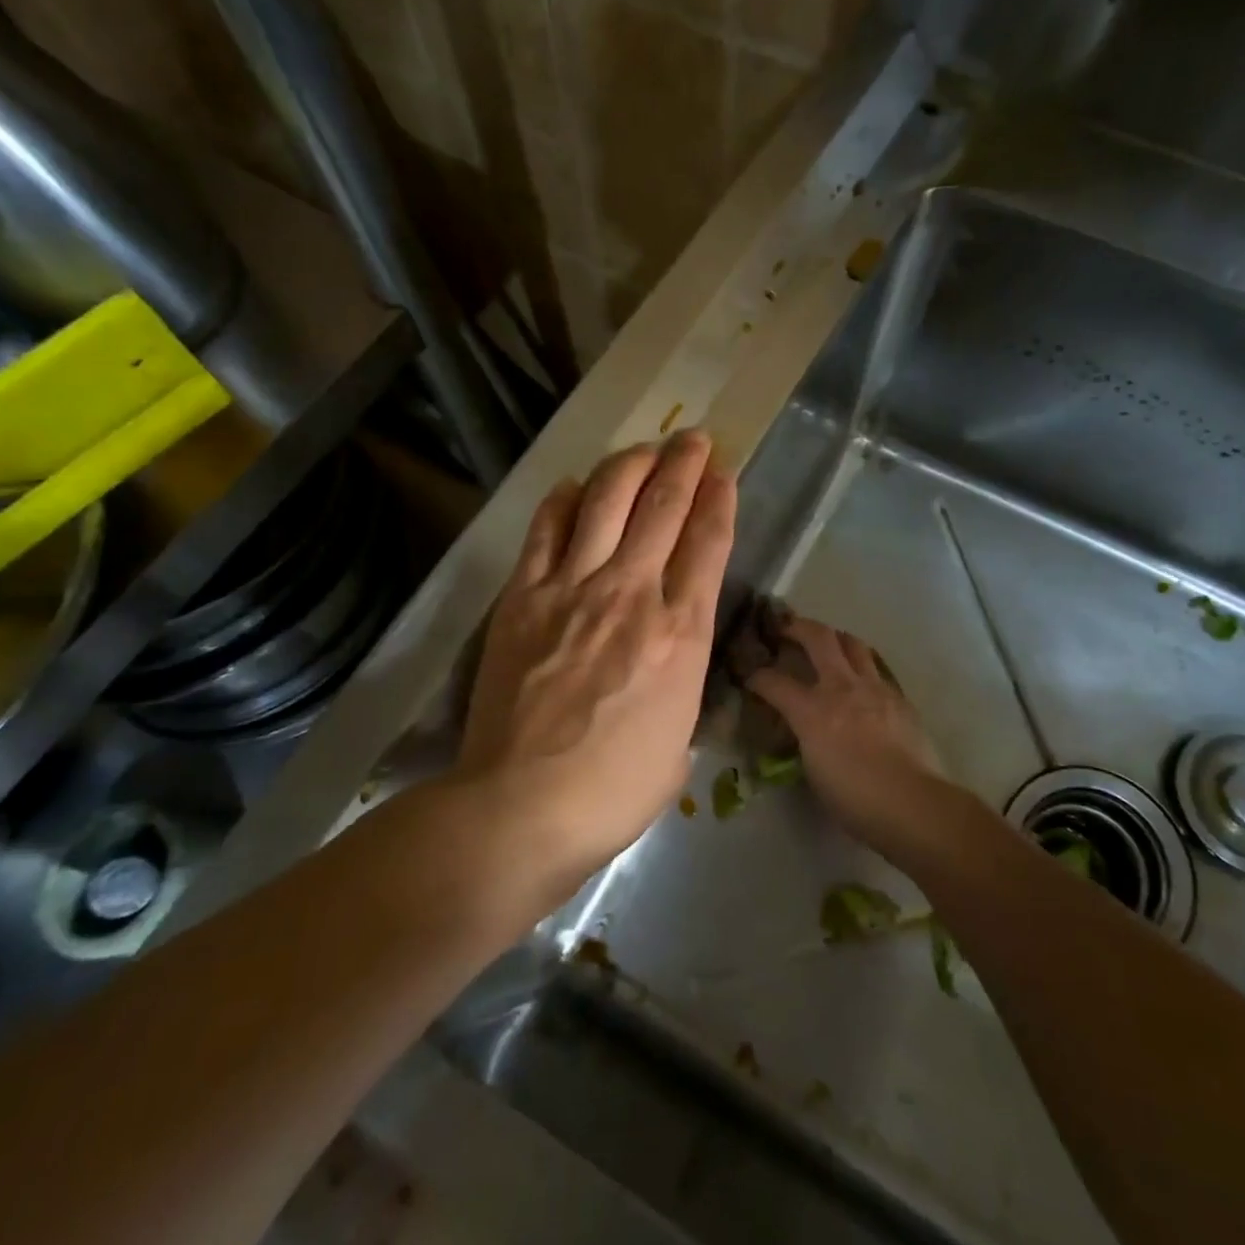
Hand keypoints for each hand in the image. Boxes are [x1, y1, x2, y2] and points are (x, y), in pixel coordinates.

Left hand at [457, 430, 736, 890]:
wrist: (522, 807)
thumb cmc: (614, 790)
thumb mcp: (678, 742)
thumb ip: (680, 689)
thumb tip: (669, 665)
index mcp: (682, 633)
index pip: (708, 544)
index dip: (718, 499)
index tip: (723, 473)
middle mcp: (633, 594)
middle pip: (663, 507)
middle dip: (684, 464)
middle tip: (693, 438)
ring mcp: (573, 589)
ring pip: (606, 501)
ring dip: (630, 464)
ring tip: (645, 447)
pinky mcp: (523, 597)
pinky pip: (547, 530)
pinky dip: (564, 500)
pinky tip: (576, 486)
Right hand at [744, 615, 949, 859]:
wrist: (912, 803)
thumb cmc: (854, 799)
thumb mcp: (813, 770)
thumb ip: (805, 739)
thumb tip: (804, 730)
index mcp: (812, 710)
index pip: (773, 682)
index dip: (756, 677)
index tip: (750, 677)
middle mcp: (842, 687)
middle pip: (818, 637)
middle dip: (797, 627)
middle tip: (787, 628)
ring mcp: (875, 688)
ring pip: (853, 643)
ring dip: (835, 638)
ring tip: (828, 645)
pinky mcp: (899, 697)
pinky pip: (877, 669)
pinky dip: (863, 666)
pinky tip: (861, 681)